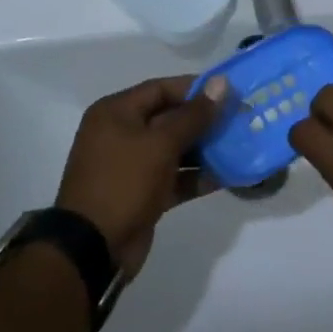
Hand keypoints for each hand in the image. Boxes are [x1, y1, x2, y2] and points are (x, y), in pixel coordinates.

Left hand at [57, 75, 227, 278]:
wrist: (93, 248)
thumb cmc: (124, 182)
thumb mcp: (161, 144)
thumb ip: (194, 115)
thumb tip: (221, 83)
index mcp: (116, 112)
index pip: (160, 89)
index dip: (195, 88)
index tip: (228, 92)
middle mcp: (121, 134)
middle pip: (169, 118)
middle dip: (204, 120)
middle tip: (239, 119)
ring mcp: (131, 166)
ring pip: (173, 149)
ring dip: (204, 149)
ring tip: (239, 146)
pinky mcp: (142, 193)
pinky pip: (173, 177)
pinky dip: (195, 177)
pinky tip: (227, 176)